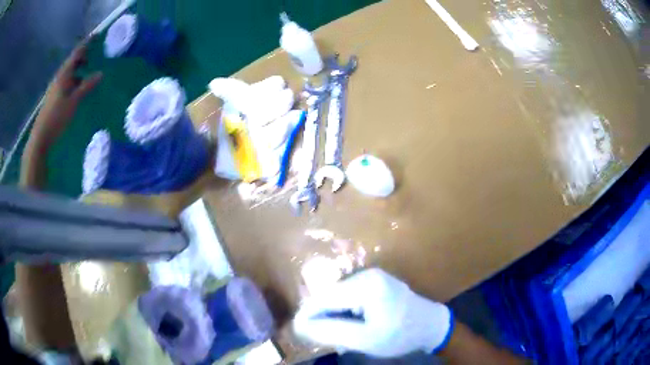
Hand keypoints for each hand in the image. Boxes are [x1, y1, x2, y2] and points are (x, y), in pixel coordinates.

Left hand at [30, 37, 102, 147]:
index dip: (86, 43)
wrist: (40, 138)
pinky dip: (73, 81)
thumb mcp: (74, 102)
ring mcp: (54, 88)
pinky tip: (76, 89)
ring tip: (86, 73)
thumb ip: (86, 86)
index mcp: (64, 75)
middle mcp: (58, 78)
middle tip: (93, 55)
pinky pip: (65, 83)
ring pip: (68, 73)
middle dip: (82, 57)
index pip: (77, 53)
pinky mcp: (52, 98)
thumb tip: (101, 73)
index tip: (96, 35)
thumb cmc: (57, 118)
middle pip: (71, 62)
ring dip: (77, 70)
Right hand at [293, 268, 452, 357]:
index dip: (308, 314)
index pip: (324, 297)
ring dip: (334, 316)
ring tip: (341, 335)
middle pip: (330, 295)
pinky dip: (345, 312)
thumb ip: (330, 331)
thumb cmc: (400, 335)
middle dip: (323, 317)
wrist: (430, 326)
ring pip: (338, 296)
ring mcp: (372, 276)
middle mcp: (367, 274)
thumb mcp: (364, 339)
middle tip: (325, 338)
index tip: (299, 331)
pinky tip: (352, 327)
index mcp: (366, 285)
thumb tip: (299, 325)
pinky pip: (349, 296)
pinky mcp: (375, 282)